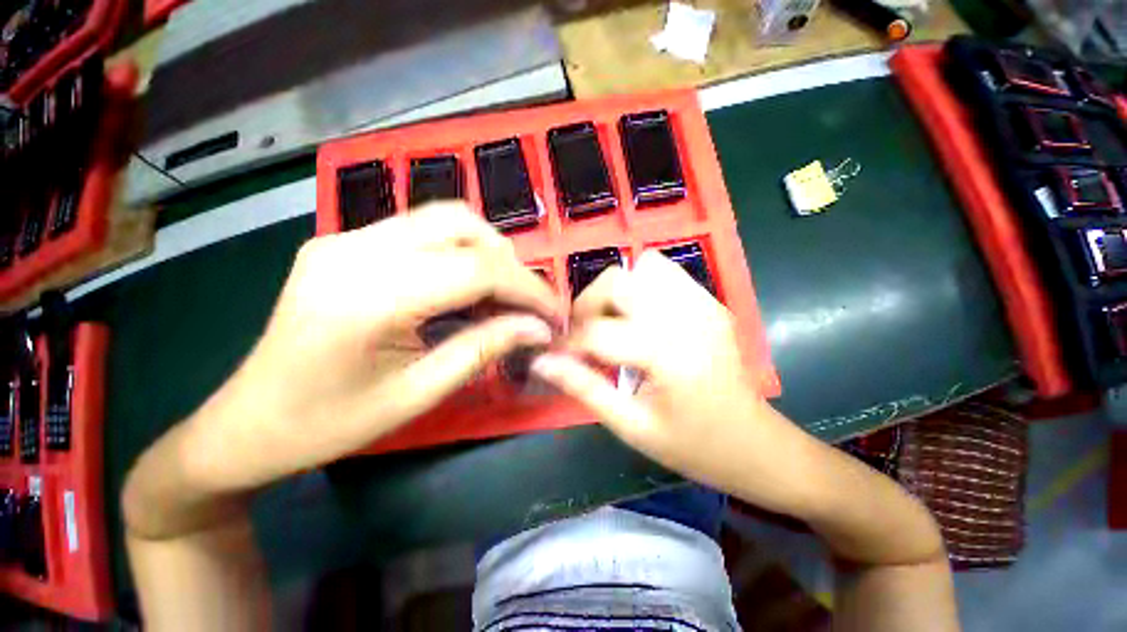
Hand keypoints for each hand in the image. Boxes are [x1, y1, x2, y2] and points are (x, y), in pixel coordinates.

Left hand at [184, 202, 561, 492]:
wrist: (247, 423)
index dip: (527, 288)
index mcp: (369, 297)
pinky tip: (463, 285)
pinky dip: (458, 251)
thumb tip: (538, 328)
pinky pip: (419, 230)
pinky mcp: (343, 241)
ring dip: (486, 252)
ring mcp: (344, 238)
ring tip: (500, 294)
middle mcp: (354, 250)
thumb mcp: (419, 394)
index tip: (553, 313)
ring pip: (443, 218)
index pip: (476, 269)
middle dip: (509, 263)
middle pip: (461, 225)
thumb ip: (485, 349)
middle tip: (525, 304)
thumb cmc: (330, 424)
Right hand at [530, 250, 808, 507]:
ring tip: (613, 322)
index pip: (597, 331)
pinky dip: (642, 286)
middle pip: (617, 281)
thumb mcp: (632, 426)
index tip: (556, 356)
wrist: (754, 443)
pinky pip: (665, 273)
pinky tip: (640, 318)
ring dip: (617, 290)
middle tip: (584, 335)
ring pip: (642, 266)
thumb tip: (543, 362)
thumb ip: (584, 388)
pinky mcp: (710, 301)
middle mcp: (685, 317)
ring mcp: (702, 303)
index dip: (567, 342)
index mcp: (667, 354)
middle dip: (589, 305)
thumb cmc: (693, 445)